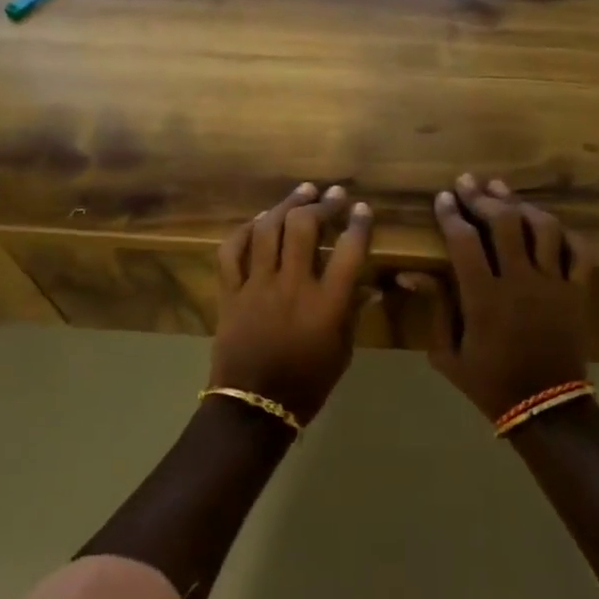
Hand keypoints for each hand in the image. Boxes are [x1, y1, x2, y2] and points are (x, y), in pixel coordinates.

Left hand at [210, 183, 373, 424]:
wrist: (254, 407)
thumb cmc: (307, 384)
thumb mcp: (342, 352)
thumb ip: (352, 313)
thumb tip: (367, 286)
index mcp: (326, 304)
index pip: (349, 251)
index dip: (358, 224)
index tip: (362, 209)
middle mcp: (292, 286)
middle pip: (304, 228)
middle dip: (321, 204)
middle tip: (332, 194)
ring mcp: (257, 286)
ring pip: (268, 230)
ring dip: (286, 205)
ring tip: (301, 192)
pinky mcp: (230, 292)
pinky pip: (232, 251)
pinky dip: (244, 231)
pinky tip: (258, 221)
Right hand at [394, 175, 593, 421]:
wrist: (545, 408)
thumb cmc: (489, 381)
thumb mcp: (447, 353)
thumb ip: (434, 307)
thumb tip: (409, 273)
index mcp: (484, 297)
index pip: (464, 240)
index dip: (451, 214)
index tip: (443, 197)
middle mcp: (520, 281)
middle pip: (504, 223)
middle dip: (483, 197)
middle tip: (468, 182)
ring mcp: (554, 284)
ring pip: (543, 228)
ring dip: (521, 205)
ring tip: (503, 191)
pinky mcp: (578, 292)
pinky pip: (579, 252)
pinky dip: (566, 234)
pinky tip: (549, 225)